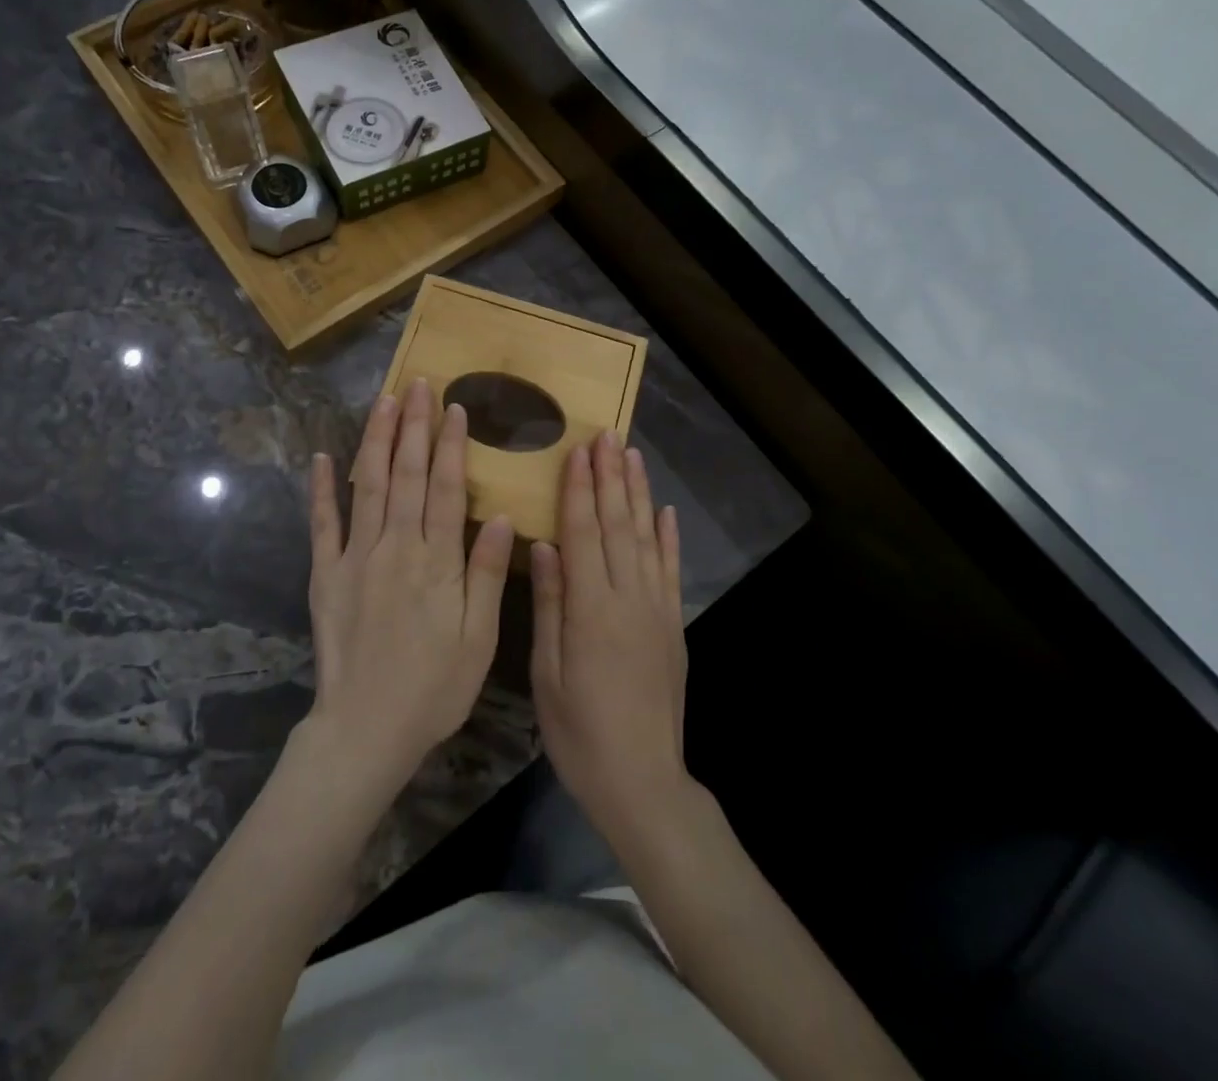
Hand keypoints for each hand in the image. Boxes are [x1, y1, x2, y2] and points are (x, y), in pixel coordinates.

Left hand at [304, 378, 513, 796]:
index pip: (445, 488)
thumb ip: (485, 574)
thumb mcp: (479, 639)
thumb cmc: (434, 688)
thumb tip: (498, 517)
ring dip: (376, 440)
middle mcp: (396, 547)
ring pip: (367, 486)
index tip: (452, 408)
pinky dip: (320, 489)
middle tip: (417, 384)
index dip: (450, 445)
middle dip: (413, 426)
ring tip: (383, 402)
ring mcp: (355, 558)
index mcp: (437, 561)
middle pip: (406, 474)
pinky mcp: (324, 575)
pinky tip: (321, 457)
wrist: (366, 728)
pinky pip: (322, 524)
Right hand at [530, 431, 688, 847]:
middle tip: (607, 435)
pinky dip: (668, 537)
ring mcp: (656, 611)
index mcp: (591, 610)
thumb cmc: (580, 733)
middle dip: (611, 477)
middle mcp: (628, 599)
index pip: (584, 534)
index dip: (580, 490)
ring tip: (632, 456)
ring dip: (639, 494)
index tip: (578, 451)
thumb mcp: (548, 675)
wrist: (643, 782)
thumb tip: (544, 545)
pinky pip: (670, 571)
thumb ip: (550, 606)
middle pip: (619, 526)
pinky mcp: (673, 626)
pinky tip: (664, 511)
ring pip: (647, 539)